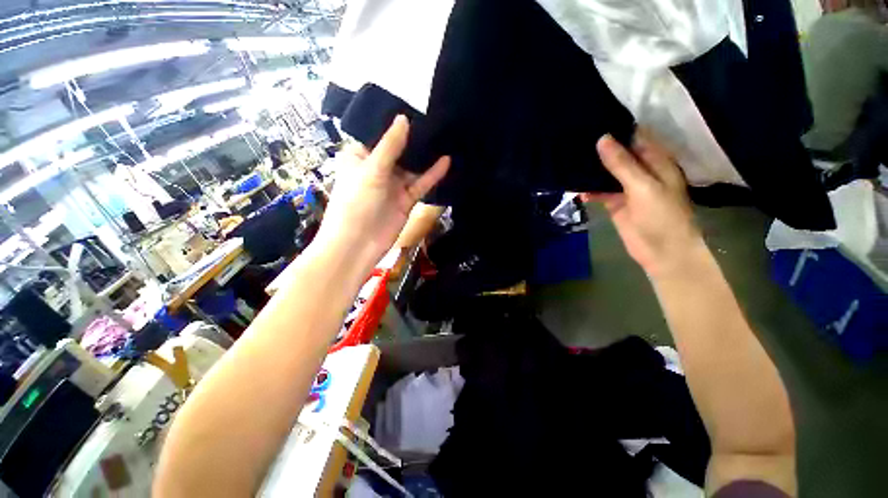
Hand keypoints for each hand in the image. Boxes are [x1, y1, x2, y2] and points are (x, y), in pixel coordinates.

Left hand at [315, 116, 449, 267]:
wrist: (359, 244)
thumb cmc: (356, 203)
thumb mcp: (371, 170)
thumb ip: (389, 146)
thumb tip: (404, 118)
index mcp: (361, 157)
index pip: (379, 134)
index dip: (395, 123)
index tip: (414, 107)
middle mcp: (378, 168)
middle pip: (399, 150)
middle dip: (415, 139)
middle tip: (436, 119)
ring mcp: (394, 185)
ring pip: (412, 167)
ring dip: (425, 156)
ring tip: (444, 136)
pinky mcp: (406, 199)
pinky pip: (421, 183)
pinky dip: (432, 174)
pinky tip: (446, 161)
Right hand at [582, 130, 702, 277]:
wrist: (661, 251)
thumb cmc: (661, 216)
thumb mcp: (642, 186)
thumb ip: (621, 164)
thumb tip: (602, 139)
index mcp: (656, 161)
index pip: (636, 137)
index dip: (618, 128)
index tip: (594, 118)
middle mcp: (641, 171)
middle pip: (618, 154)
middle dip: (600, 147)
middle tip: (574, 137)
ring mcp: (626, 188)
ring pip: (606, 173)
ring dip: (591, 168)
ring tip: (568, 157)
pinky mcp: (614, 203)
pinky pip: (599, 191)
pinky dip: (588, 189)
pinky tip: (573, 185)